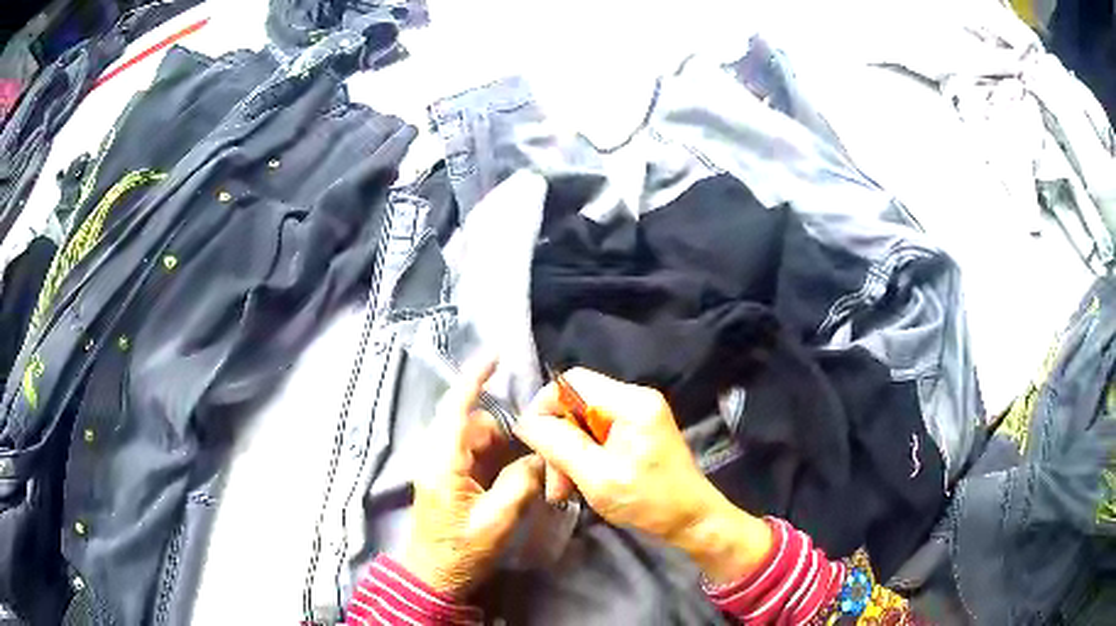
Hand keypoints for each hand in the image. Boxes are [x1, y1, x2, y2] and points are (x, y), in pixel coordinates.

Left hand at [403, 360, 544, 597]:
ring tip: (521, 474)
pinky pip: (470, 453)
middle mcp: (435, 455)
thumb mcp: (498, 520)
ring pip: (472, 438)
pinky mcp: (443, 476)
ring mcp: (437, 465)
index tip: (496, 354)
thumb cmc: (461, 551)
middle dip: (503, 433)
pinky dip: (491, 458)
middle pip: (472, 423)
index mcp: (443, 462)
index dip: (475, 378)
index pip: (457, 408)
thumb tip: (538, 456)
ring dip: (499, 448)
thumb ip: (520, 482)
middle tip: (531, 455)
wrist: (433, 576)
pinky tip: (507, 479)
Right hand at [515, 368, 772, 584]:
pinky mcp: (637, 432)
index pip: (571, 381)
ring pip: (582, 422)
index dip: (544, 406)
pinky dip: (583, 457)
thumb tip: (524, 422)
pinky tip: (578, 484)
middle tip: (552, 481)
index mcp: (631, 402)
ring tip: (562, 491)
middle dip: (557, 440)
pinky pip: (597, 434)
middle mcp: (635, 399)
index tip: (532, 442)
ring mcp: (638, 415)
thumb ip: (557, 444)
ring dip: (567, 453)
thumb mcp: (596, 476)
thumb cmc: (649, 501)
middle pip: (576, 403)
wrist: (691, 521)